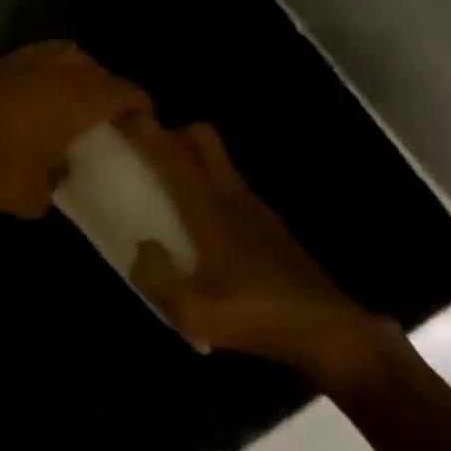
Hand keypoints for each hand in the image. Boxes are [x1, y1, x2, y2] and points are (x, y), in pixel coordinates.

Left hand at [0, 42, 150, 221]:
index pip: (123, 91)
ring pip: (67, 53)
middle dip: (109, 87)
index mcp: (78, 100)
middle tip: (109, 112)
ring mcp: (24, 62)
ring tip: (77, 94)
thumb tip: (61, 168)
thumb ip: (59, 178)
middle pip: (97, 69)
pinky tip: (41, 87)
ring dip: (79, 70)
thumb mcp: (38, 194)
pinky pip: (36, 54)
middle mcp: (57, 72)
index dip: (138, 103)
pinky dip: (48, 65)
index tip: (142, 119)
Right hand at [122, 117, 388, 386]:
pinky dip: (208, 183)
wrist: (332, 335)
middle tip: (143, 153)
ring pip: (217, 159)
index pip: (172, 153)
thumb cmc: (259, 318)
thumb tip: (142, 248)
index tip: (117, 115)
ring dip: (189, 156)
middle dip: (170, 132)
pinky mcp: (269, 223)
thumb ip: (156, 277)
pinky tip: (199, 222)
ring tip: (164, 184)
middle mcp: (230, 194)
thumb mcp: (195, 313)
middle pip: (201, 137)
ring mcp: (254, 206)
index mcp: (209, 208)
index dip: (144, 129)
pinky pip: (229, 184)